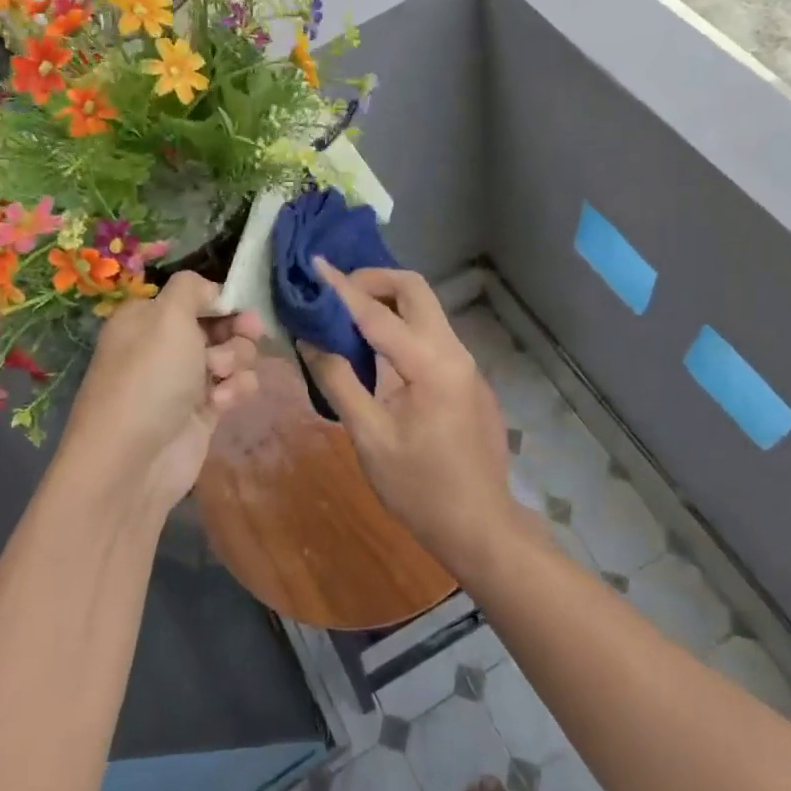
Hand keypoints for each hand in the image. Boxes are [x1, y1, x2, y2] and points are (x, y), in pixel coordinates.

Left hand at [57, 272, 261, 518]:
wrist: (133, 461)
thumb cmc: (150, 376)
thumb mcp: (167, 315)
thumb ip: (192, 288)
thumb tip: (210, 291)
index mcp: (147, 318)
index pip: (194, 296)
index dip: (220, 299)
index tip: (238, 305)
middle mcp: (165, 346)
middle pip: (219, 324)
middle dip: (236, 330)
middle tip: (247, 334)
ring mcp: (184, 380)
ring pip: (232, 355)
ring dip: (236, 360)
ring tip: (220, 377)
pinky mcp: (203, 411)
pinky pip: (233, 388)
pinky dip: (235, 391)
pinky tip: (221, 405)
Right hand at [297, 262, 518, 570]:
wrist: (480, 526)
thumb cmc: (420, 489)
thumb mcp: (369, 437)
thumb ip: (339, 381)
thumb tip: (309, 340)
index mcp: (431, 365)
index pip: (377, 313)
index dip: (342, 288)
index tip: (315, 263)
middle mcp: (454, 352)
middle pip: (416, 290)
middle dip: (374, 280)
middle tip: (336, 294)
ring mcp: (466, 363)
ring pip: (426, 309)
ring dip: (388, 302)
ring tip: (348, 316)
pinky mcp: (467, 377)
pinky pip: (431, 333)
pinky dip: (401, 325)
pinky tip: (377, 350)